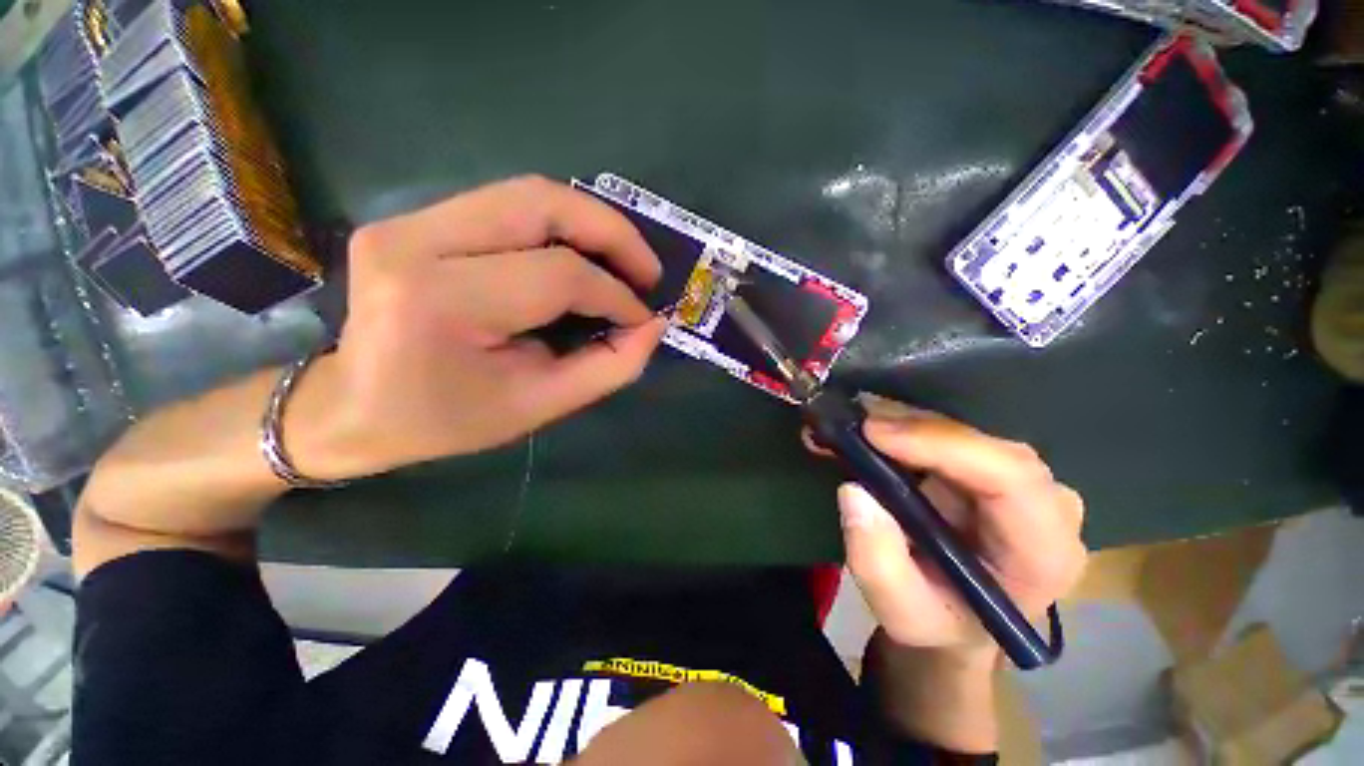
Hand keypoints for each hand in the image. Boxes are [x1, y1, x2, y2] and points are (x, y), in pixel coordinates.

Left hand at [290, 176, 665, 479]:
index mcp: (440, 301)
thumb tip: (654, 326)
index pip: (557, 275)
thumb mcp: (538, 407)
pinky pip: (508, 205)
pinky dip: (561, 226)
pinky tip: (583, 255)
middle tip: (648, 270)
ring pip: (528, 193)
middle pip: (542, 203)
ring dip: (591, 223)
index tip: (644, 317)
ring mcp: (407, 219)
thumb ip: (607, 368)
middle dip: (612, 233)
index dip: (615, 294)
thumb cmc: (446, 419)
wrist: (352, 406)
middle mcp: (415, 241)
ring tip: (624, 261)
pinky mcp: (413, 217)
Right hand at [809, 397, 1086, 656]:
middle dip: (911, 426)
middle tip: (850, 421)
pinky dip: (900, 424)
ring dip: (899, 419)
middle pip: (983, 444)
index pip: (1011, 478)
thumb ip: (876, 562)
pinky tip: (864, 427)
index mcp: (1043, 552)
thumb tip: (854, 491)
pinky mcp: (986, 465)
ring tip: (847, 420)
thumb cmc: (937, 621)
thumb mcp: (900, 612)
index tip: (874, 433)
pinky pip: (945, 432)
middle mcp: (1044, 505)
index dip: (942, 444)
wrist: (955, 617)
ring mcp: (1017, 480)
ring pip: (960, 429)